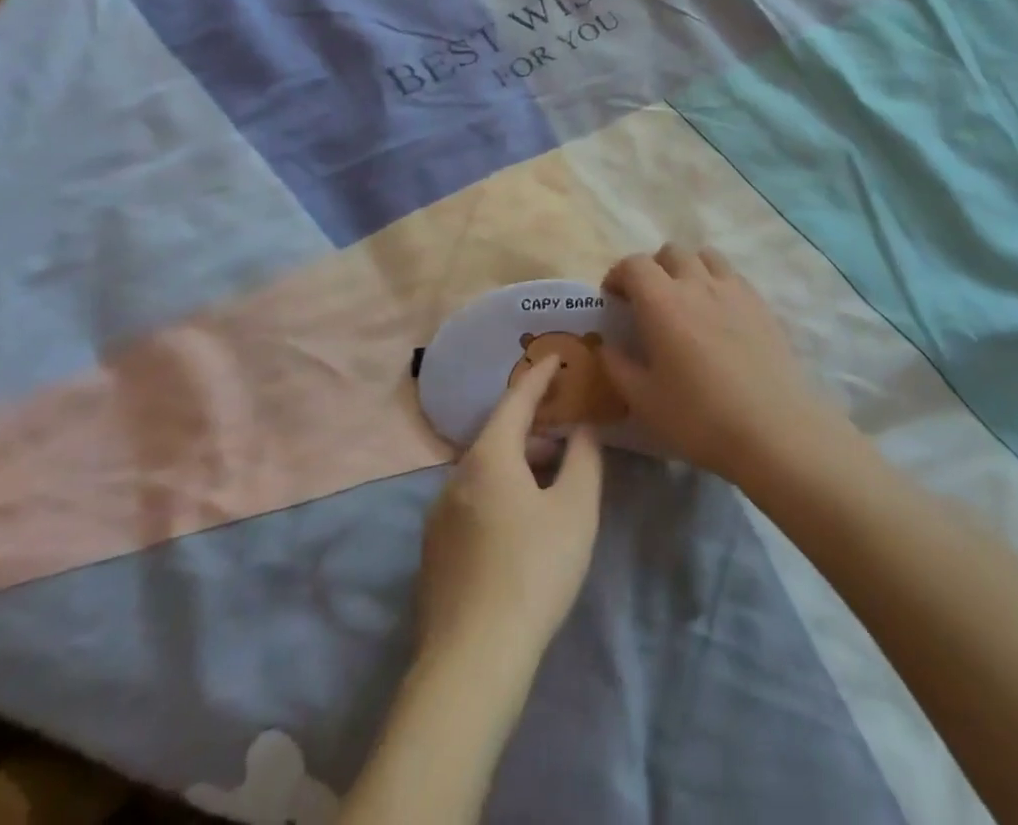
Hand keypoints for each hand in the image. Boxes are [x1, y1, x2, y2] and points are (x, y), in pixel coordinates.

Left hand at [416, 356, 603, 670]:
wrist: (472, 660)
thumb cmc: (534, 571)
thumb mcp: (576, 510)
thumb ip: (584, 459)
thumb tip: (582, 429)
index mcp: (489, 456)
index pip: (516, 400)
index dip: (539, 376)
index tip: (557, 357)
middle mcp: (456, 475)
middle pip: (498, 435)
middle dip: (533, 427)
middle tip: (566, 430)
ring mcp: (439, 514)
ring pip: (484, 470)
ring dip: (517, 462)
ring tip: (550, 479)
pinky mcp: (434, 549)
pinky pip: (472, 499)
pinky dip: (500, 490)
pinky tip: (520, 522)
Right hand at [601, 244, 840, 484]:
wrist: (774, 429)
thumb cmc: (699, 417)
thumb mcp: (644, 400)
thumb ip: (617, 367)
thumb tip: (607, 345)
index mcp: (661, 301)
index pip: (633, 264)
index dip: (618, 275)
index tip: (613, 299)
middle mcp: (696, 283)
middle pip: (670, 252)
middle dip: (653, 269)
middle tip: (648, 301)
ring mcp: (733, 289)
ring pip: (705, 256)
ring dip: (688, 268)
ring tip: (686, 299)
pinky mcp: (761, 303)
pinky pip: (732, 275)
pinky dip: (717, 282)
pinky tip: (718, 314)